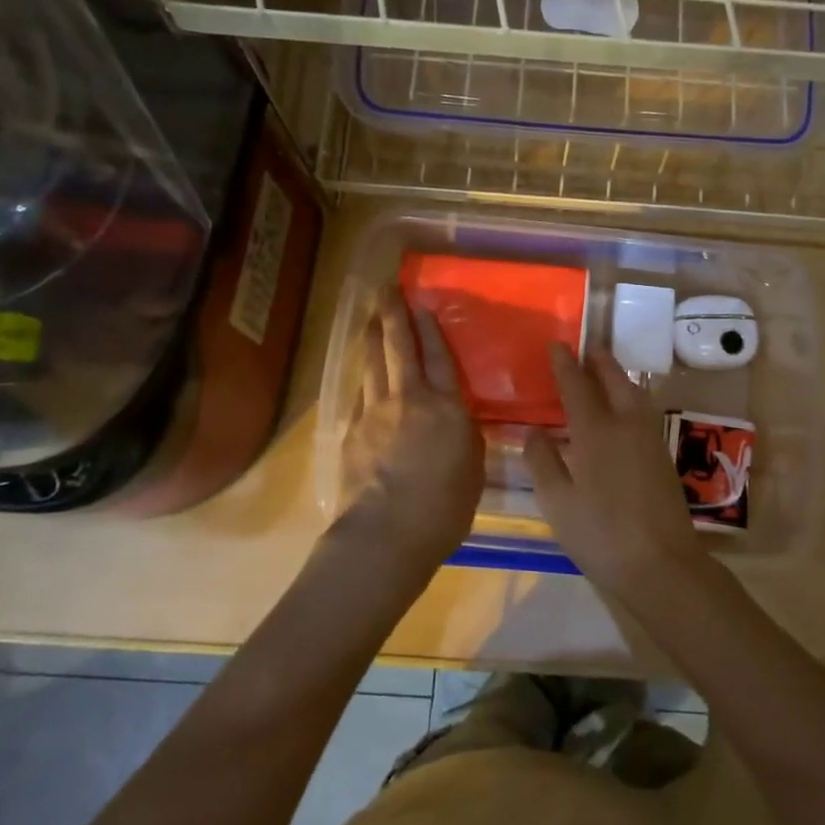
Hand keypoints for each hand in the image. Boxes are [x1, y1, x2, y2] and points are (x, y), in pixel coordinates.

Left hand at [337, 287, 484, 569]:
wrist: (385, 535)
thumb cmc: (443, 509)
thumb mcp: (473, 469)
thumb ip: (465, 436)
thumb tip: (457, 420)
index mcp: (446, 408)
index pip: (439, 356)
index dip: (430, 328)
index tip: (421, 304)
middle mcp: (409, 399)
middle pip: (399, 348)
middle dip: (393, 315)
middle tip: (386, 290)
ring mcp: (375, 413)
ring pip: (372, 364)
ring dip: (372, 337)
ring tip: (371, 318)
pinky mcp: (352, 432)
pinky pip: (359, 393)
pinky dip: (362, 376)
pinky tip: (361, 372)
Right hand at [524, 344, 704, 594]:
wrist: (661, 564)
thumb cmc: (600, 534)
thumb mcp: (557, 502)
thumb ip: (542, 461)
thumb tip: (533, 431)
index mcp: (596, 431)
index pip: (577, 385)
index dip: (564, 363)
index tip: (556, 344)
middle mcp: (626, 423)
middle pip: (613, 379)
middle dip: (597, 360)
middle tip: (584, 349)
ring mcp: (649, 438)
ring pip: (633, 392)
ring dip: (616, 376)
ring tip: (601, 372)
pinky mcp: (662, 454)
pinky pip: (642, 409)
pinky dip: (628, 396)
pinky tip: (620, 409)